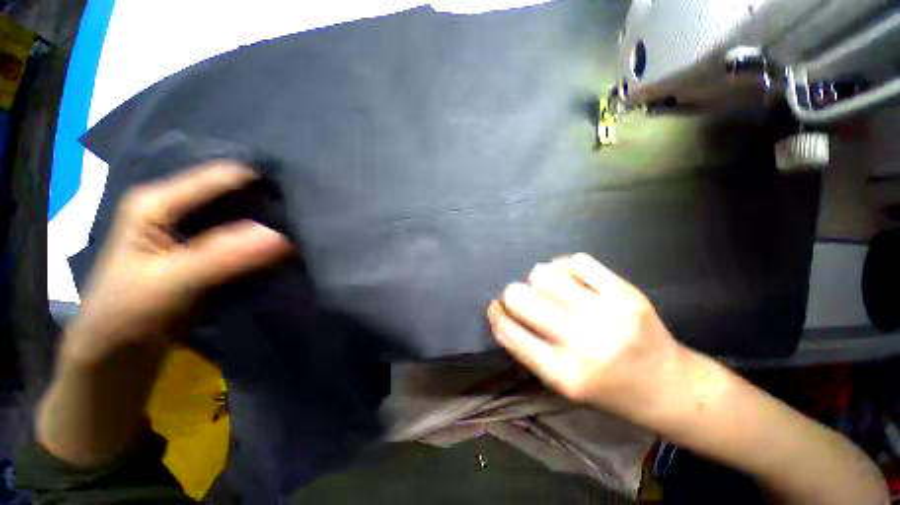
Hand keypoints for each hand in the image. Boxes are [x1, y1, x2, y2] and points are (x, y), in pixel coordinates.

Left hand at [65, 162, 291, 363]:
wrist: (117, 351)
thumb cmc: (127, 314)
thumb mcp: (172, 282)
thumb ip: (226, 256)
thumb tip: (284, 237)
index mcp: (158, 200)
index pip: (222, 176)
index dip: (262, 183)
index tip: (301, 196)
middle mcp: (176, 206)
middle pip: (234, 193)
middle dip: (269, 202)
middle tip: (306, 215)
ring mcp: (191, 228)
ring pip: (241, 215)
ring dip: (269, 222)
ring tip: (302, 227)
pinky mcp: (204, 249)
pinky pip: (242, 237)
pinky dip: (263, 240)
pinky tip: (285, 244)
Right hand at [487, 253, 681, 419]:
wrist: (670, 388)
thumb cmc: (609, 390)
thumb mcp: (562, 383)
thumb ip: (528, 348)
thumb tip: (502, 308)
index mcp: (562, 374)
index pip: (508, 331)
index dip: (496, 314)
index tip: (497, 307)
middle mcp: (583, 343)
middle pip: (521, 297)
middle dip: (513, 294)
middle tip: (522, 297)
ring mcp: (607, 315)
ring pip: (544, 274)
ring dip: (538, 279)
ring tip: (549, 287)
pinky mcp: (627, 294)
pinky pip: (578, 262)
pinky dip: (567, 266)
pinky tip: (573, 278)